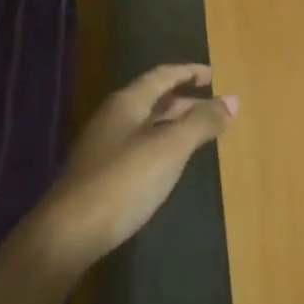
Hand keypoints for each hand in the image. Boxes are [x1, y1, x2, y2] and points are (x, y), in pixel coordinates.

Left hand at [29, 64, 236, 270]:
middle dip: (186, 100)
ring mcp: (106, 146)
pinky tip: (173, 161)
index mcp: (127, 103)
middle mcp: (114, 117)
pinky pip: (141, 146)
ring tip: (202, 132)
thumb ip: (201, 123)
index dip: (188, 72)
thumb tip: (232, 100)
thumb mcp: (170, 148)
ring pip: (148, 124)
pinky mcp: (104, 172)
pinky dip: (164, 144)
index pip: (162, 76)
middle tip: (216, 108)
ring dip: (176, 123)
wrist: (71, 232)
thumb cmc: (124, 181)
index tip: (213, 74)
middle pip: (155, 99)